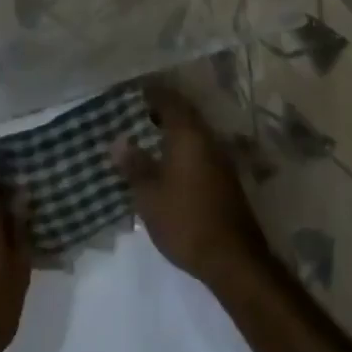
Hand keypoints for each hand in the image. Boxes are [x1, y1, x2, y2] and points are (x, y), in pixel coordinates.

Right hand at [114, 85, 268, 289]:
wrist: (233, 259)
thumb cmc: (185, 220)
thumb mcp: (149, 195)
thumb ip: (134, 165)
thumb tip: (118, 141)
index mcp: (189, 135)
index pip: (170, 101)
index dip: (152, 93)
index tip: (134, 91)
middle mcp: (208, 140)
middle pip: (185, 114)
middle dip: (162, 110)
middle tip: (137, 111)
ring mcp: (221, 160)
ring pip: (194, 133)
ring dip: (174, 130)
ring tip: (148, 133)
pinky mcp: (226, 180)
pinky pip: (200, 150)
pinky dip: (183, 148)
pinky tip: (168, 161)